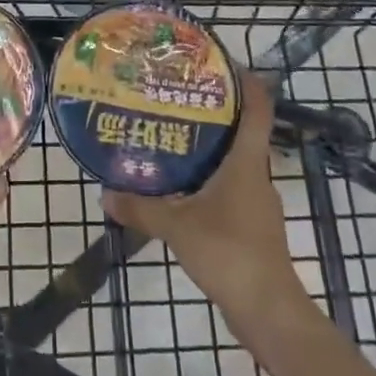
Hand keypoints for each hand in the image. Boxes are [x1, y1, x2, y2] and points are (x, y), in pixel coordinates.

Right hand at [100, 73, 310, 324]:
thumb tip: (106, 193)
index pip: (258, 107)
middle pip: (242, 131)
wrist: (269, 312)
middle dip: (213, 112)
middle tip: (176, 99)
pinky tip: (181, 189)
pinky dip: (208, 181)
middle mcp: (256, 175)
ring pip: (234, 162)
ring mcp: (257, 203)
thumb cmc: (229, 253)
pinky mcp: (252, 227)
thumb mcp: (177, 227)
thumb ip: (141, 208)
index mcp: (247, 162)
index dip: (246, 81)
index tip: (221, 64)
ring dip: (209, 148)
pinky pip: (229, 189)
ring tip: (171, 139)